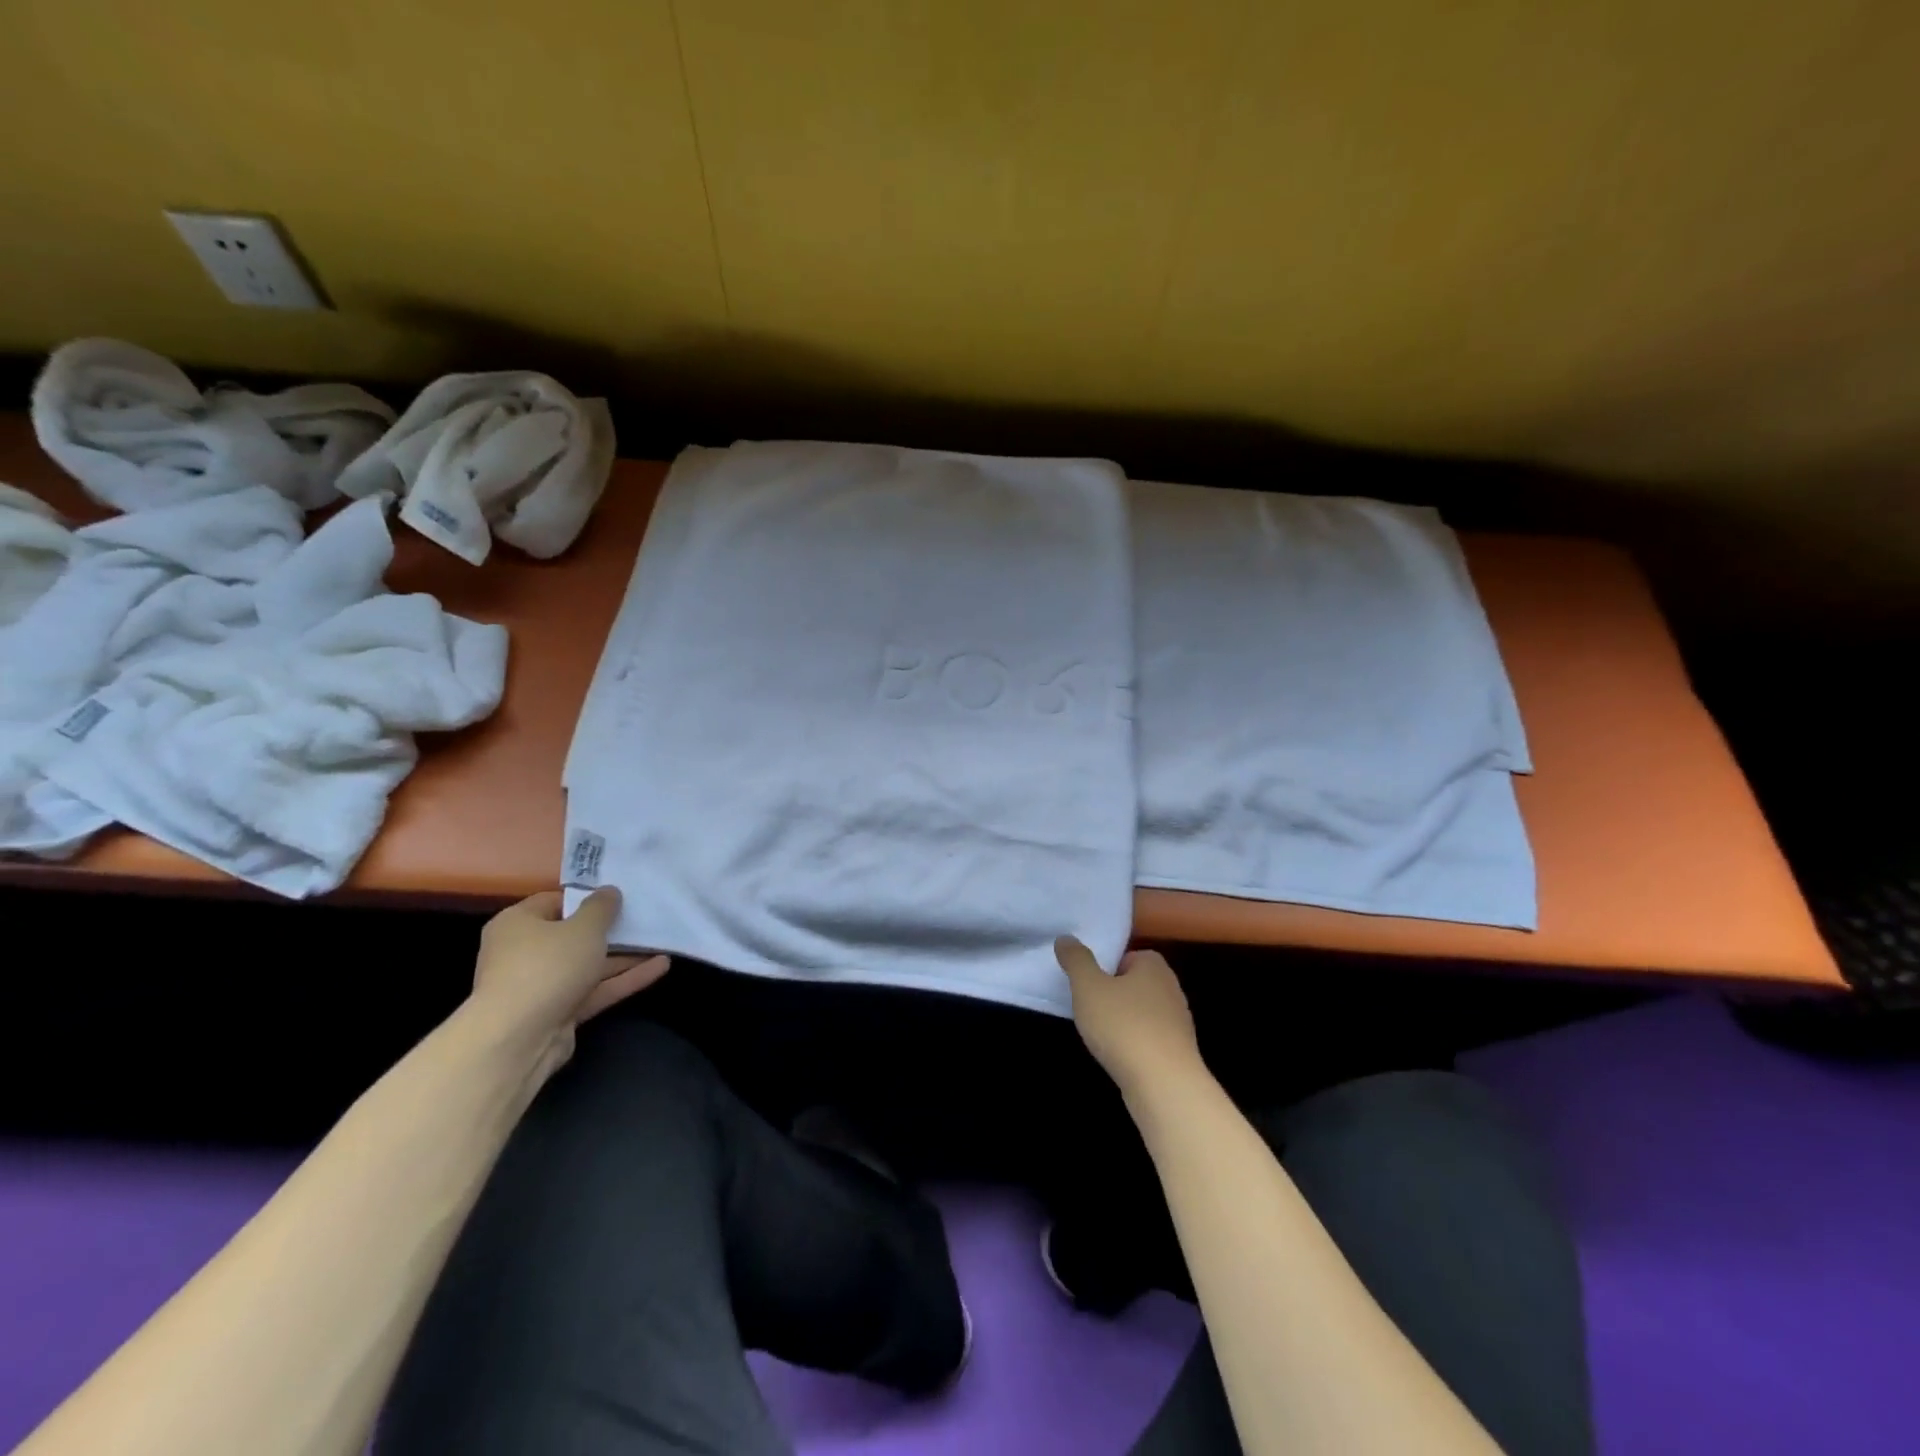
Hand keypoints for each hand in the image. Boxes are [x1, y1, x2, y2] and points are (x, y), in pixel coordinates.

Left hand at [469, 889, 669, 1077]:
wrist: (517, 1039)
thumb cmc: (547, 966)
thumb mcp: (583, 928)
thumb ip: (601, 908)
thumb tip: (609, 892)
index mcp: (517, 924)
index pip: (555, 902)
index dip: (587, 898)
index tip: (619, 897)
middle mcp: (524, 952)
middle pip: (573, 935)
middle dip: (611, 930)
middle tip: (643, 918)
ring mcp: (541, 985)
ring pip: (588, 965)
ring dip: (624, 956)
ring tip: (661, 942)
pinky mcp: (558, 1012)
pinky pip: (595, 989)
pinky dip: (624, 979)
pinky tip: (660, 967)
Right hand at [1054, 938, 1202, 1099]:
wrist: (1163, 1084)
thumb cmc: (1123, 1025)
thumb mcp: (1088, 986)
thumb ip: (1076, 960)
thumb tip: (1065, 938)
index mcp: (1153, 965)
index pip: (1126, 956)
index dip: (1104, 969)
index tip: (1088, 986)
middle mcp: (1171, 987)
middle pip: (1133, 984)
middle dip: (1112, 995)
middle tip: (1089, 1009)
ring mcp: (1178, 1022)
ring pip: (1141, 1013)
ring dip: (1122, 1022)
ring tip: (1101, 1036)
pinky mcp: (1178, 1051)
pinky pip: (1149, 1038)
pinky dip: (1133, 1044)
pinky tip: (1119, 1056)